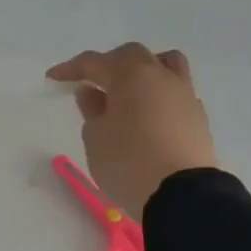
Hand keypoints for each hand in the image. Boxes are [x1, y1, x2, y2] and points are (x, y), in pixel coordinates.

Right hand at [44, 44, 218, 217]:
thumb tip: (93, 93)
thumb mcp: (96, 138)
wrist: (182, 195)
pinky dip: (158, 93)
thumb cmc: (128, 163)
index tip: (53, 78)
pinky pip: (175, 90)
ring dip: (142, 70)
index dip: (71, 68)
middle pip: (132, 56)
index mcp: (130, 76)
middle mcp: (160, 76)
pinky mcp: (197, 115)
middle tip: (91, 82)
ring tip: (127, 89)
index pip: (94, 62)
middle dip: (108, 64)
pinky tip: (148, 114)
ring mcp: (184, 94)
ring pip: (164, 64)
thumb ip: (92, 110)